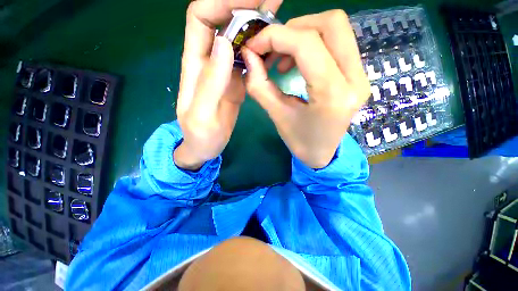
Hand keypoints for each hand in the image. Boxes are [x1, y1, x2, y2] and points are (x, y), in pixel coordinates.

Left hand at [174, 0, 282, 169]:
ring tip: (278, 18)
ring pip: (239, 40)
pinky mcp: (235, 83)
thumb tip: (226, 45)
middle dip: (245, 7)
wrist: (204, 147)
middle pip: (224, 22)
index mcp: (195, 65)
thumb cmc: (199, 135)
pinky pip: (248, 60)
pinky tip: (274, 49)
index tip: (250, 0)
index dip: (222, 2)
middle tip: (273, 2)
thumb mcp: (201, 114)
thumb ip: (210, 82)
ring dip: (256, 26)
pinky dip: (260, 51)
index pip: (201, 17)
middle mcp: (210, 61)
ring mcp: (225, 72)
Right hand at [242, 10, 369, 168]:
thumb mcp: (277, 116)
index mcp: (333, 95)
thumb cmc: (300, 142)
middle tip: (271, 48)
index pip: (307, 44)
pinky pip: (336, 43)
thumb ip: (260, 85)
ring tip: (280, 58)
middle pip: (330, 24)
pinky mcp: (357, 75)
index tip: (254, 46)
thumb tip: (249, 55)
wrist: (323, 154)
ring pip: (335, 29)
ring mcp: (361, 75)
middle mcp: (355, 79)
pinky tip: (294, 63)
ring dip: (301, 35)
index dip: (276, 37)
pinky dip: (310, 44)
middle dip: (293, 28)